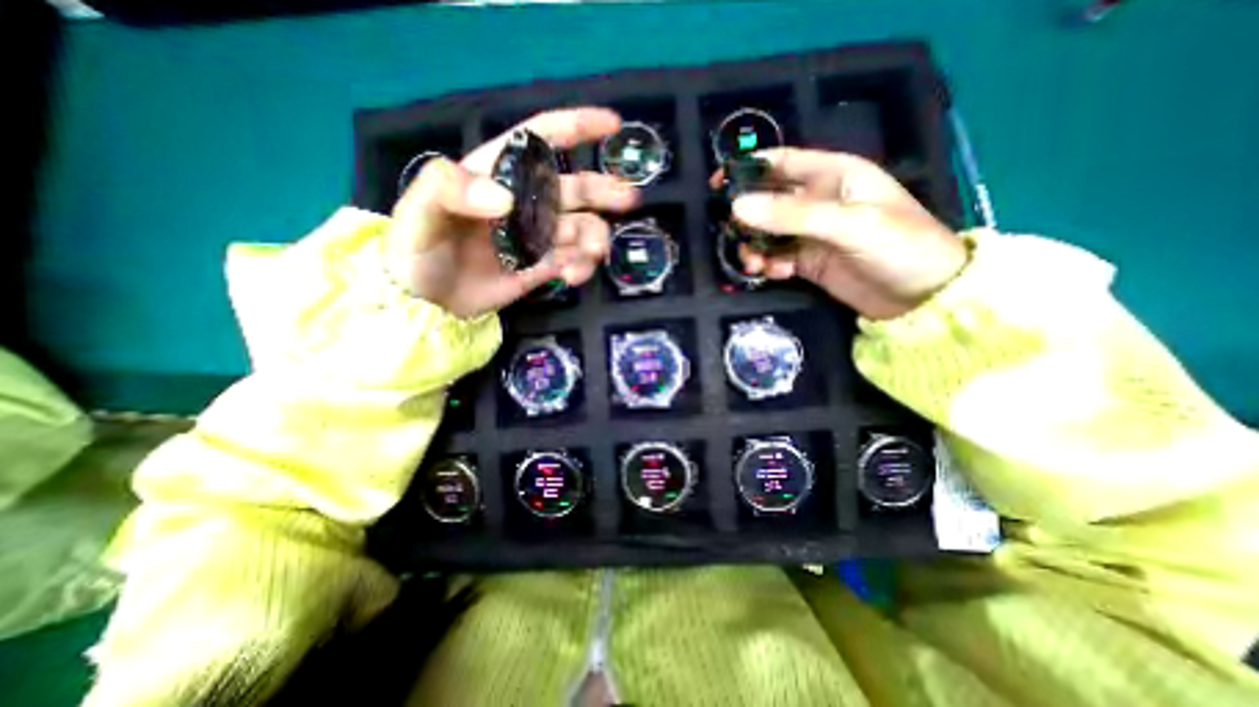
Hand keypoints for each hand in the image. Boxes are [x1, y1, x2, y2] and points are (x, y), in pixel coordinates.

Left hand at [386, 107, 639, 316]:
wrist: (424, 305)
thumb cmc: (414, 252)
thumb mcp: (417, 212)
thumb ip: (448, 189)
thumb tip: (507, 199)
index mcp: (498, 175)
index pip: (540, 139)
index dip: (577, 127)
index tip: (612, 125)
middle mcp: (524, 203)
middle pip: (575, 188)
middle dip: (604, 190)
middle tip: (628, 200)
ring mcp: (536, 238)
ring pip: (580, 229)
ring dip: (594, 239)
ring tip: (591, 254)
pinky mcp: (541, 268)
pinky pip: (572, 262)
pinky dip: (581, 267)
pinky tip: (573, 277)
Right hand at [716, 149, 970, 319]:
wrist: (922, 297)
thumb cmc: (898, 246)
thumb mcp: (846, 224)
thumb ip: (791, 215)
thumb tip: (737, 207)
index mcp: (832, 175)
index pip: (781, 163)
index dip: (748, 170)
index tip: (718, 186)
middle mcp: (817, 201)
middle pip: (767, 201)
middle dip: (746, 216)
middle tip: (731, 234)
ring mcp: (810, 233)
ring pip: (766, 233)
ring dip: (753, 246)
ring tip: (753, 263)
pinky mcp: (807, 262)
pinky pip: (775, 258)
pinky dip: (766, 264)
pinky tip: (769, 272)